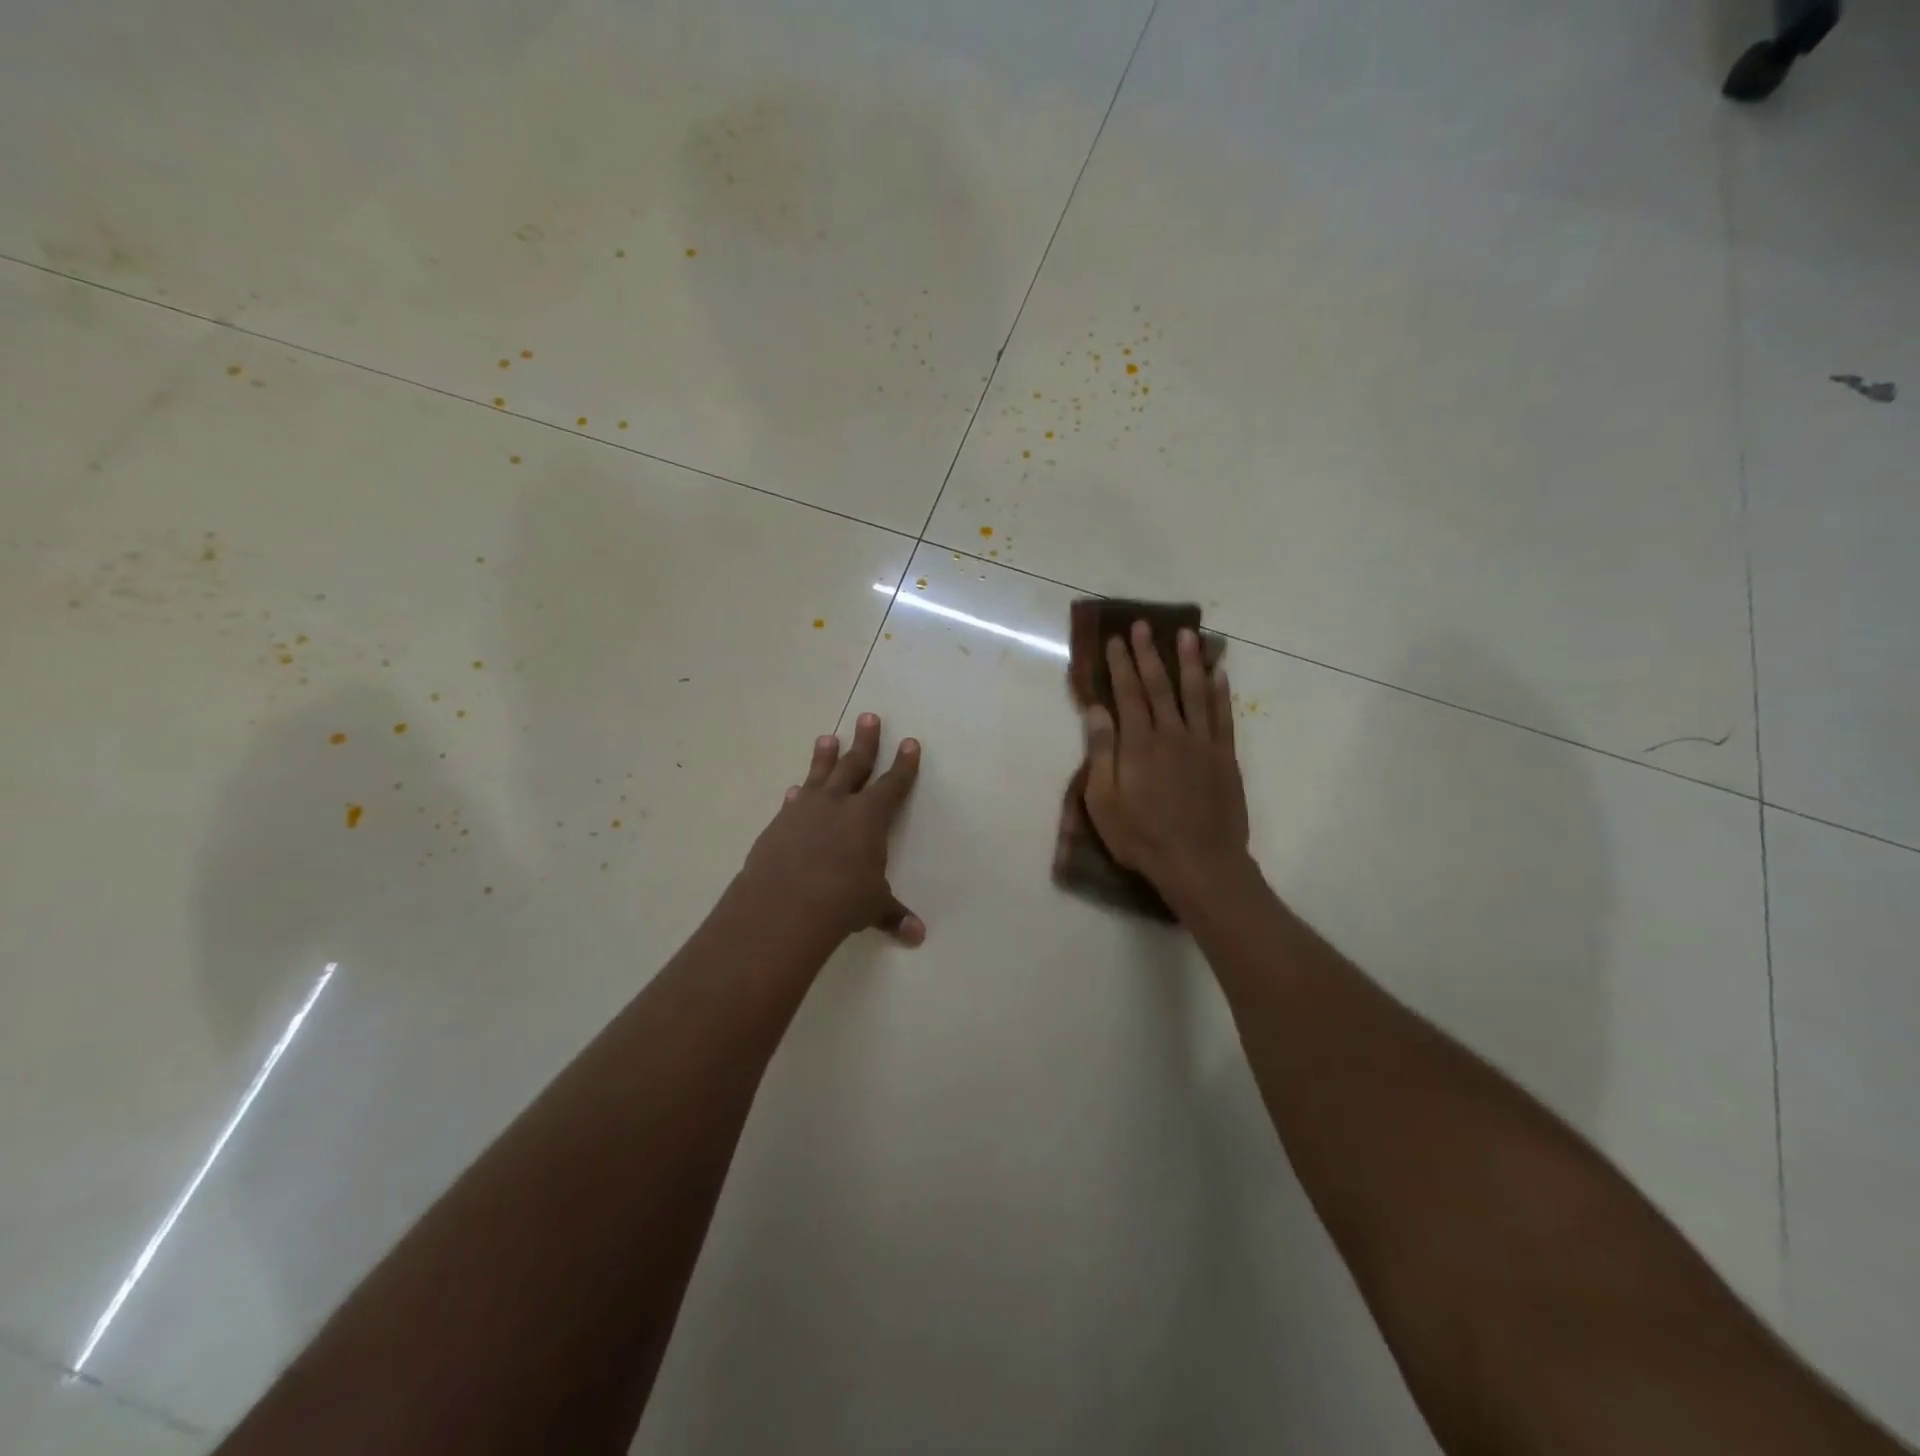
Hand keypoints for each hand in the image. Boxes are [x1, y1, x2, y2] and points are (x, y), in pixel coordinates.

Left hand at [741, 713, 924, 947]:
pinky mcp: (779, 824)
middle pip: (855, 765)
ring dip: (824, 756)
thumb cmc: (841, 901)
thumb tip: (917, 936)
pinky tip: (794, 790)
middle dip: (865, 742)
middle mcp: (838, 804)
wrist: (783, 905)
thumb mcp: (873, 907)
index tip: (909, 742)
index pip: (893, 784)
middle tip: (868, 717)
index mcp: (869, 817)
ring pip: (819, 775)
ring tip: (827, 738)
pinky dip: (796, 794)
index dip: (904, 764)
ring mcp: (805, 811)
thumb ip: (893, 916)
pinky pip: (792, 802)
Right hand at [1082, 622, 1250, 902]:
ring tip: (1186, 634)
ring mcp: (1203, 744)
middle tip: (1143, 625)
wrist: (1200, 863)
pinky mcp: (1225, 758)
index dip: (1120, 664)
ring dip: (1189, 661)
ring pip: (1195, 692)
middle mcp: (1172, 734)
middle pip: (1159, 685)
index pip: (1127, 693)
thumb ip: (1102, 752)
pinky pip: (1223, 717)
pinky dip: (1221, 693)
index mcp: (1139, 744)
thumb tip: (1097, 710)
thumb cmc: (1142, 837)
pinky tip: (1219, 673)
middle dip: (1149, 653)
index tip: (1115, 640)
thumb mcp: (1104, 802)